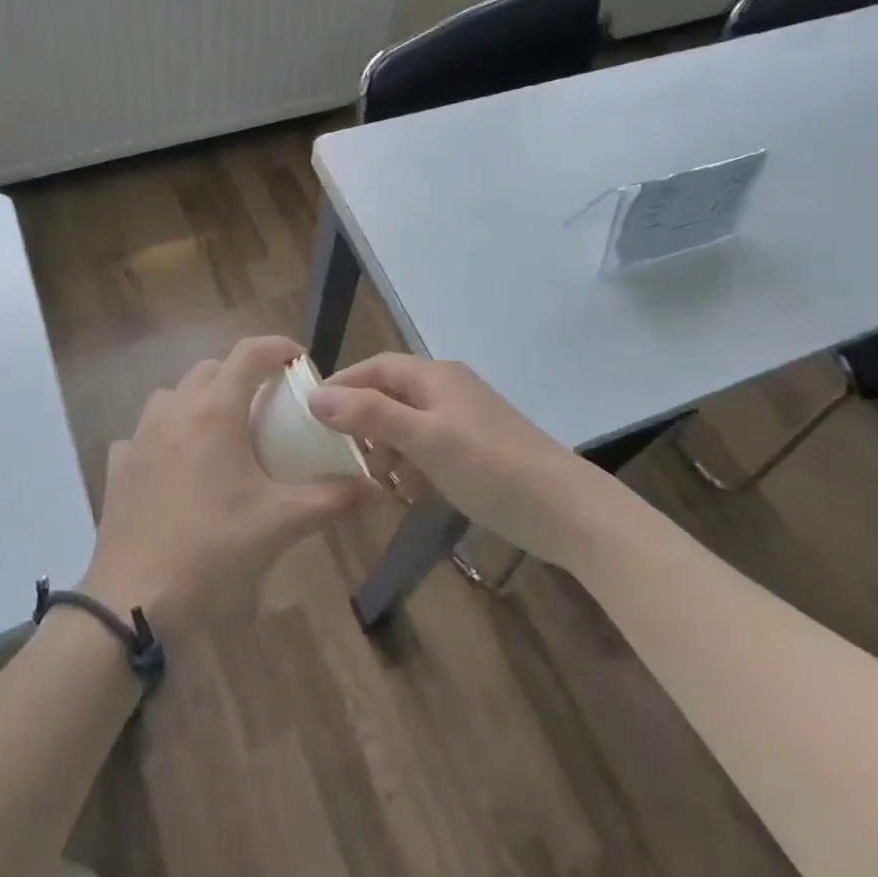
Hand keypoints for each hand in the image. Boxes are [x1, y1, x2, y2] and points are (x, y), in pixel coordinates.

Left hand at [80, 336, 372, 642]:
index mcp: (216, 412)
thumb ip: (331, 498)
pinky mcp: (119, 463)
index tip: (299, 360)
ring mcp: (141, 435)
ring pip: (174, 394)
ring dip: (201, 398)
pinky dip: (166, 435)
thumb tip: (374, 486)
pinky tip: (176, 466)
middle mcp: (175, 410)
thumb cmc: (213, 548)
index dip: (277, 347)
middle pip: (211, 368)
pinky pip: (145, 432)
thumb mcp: (280, 523)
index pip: (249, 353)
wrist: (135, 596)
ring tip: (222, 430)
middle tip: (266, 404)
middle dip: (242, 374)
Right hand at [307, 355, 585, 566]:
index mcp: (436, 376)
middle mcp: (449, 389)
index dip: (343, 384)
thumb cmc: (490, 466)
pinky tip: (410, 493)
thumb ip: (371, 415)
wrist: (566, 510)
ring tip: (378, 481)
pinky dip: (413, 464)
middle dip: (364, 422)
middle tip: (343, 455)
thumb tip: (316, 396)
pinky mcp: (477, 449)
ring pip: (410, 424)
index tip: (311, 412)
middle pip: (391, 395)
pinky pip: (430, 447)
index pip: (377, 367)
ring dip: (388, 448)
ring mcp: (466, 419)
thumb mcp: (425, 440)